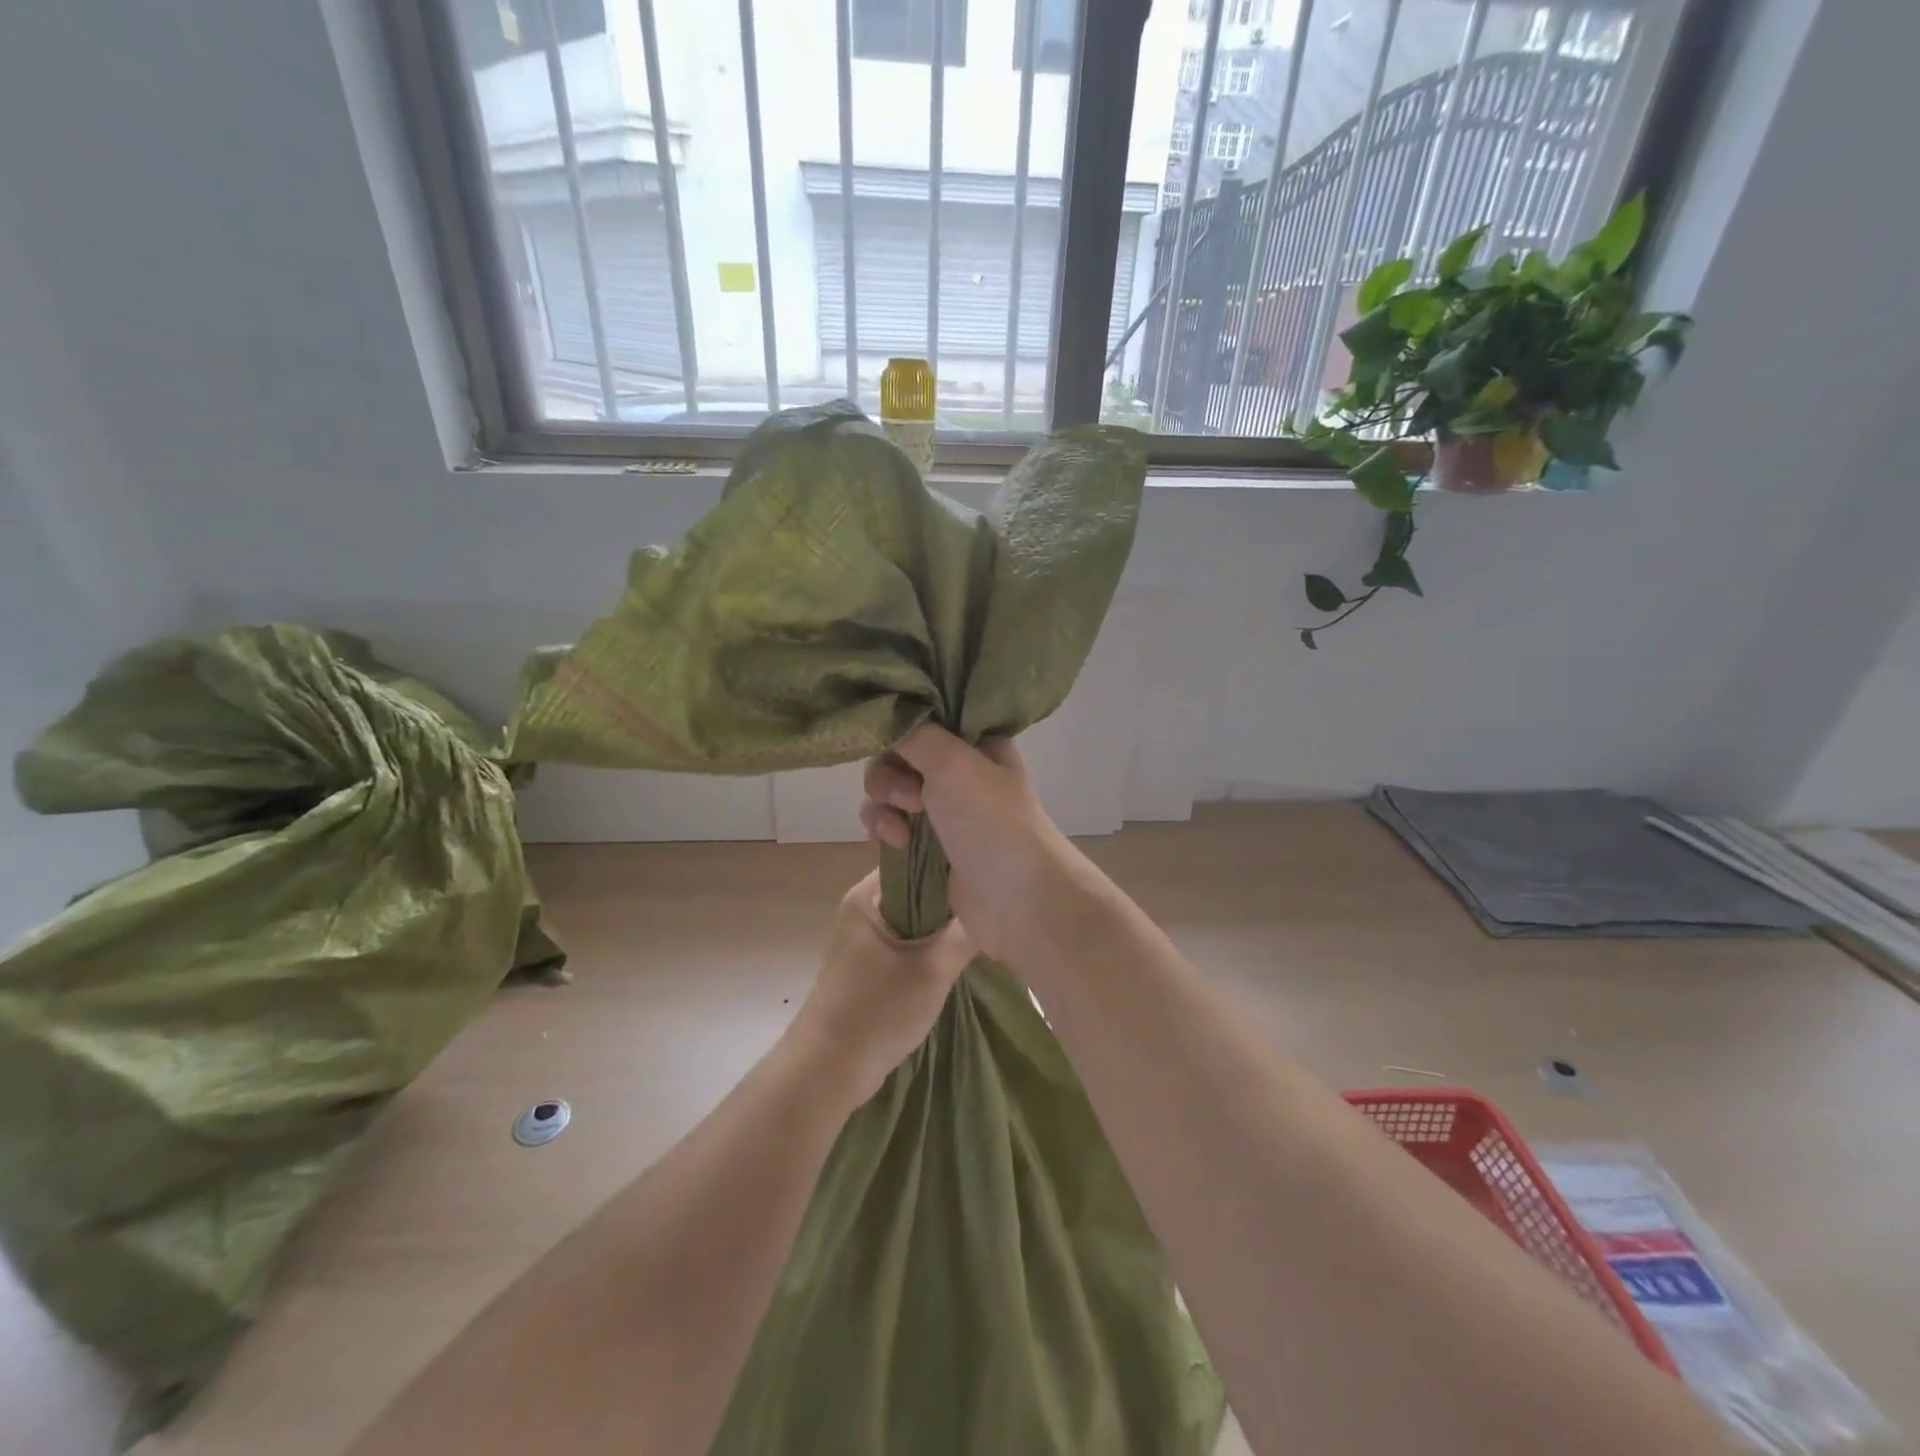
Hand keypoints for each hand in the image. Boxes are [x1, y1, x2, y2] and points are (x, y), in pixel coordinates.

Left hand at [785, 871, 974, 1109]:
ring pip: (917, 915)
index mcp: (868, 894)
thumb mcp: (933, 969)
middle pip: (919, 886)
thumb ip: (967, 932)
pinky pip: (909, 938)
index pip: (917, 857)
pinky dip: (932, 943)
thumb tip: (997, 903)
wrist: (829, 1070)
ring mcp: (865, 935)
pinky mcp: (871, 961)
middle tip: (995, 899)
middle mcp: (864, 906)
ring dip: (945, 923)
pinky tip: (961, 952)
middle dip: (953, 895)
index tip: (990, 866)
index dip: (953, 859)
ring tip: (986, 923)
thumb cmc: (878, 1011)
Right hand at [859, 725, 1072, 962]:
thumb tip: (882, 714)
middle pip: (900, 753)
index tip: (889, 743)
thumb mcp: (953, 764)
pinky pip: (892, 822)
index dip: (900, 727)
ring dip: (883, 804)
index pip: (924, 716)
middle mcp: (960, 768)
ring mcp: (945, 807)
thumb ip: (914, 733)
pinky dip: (885, 829)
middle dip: (890, 773)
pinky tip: (894, 844)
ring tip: (900, 828)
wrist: (1020, 901)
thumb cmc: (992, 822)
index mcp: (976, 741)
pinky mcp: (930, 843)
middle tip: (909, 798)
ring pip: (890, 789)